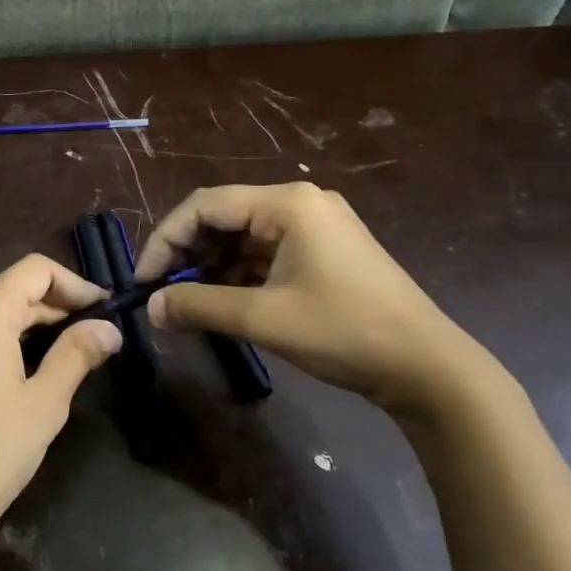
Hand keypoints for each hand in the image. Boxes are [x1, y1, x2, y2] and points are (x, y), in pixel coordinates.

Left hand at [0, 255, 121, 570]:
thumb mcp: (44, 404)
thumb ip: (77, 354)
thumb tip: (108, 328)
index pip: (34, 270)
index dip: (74, 282)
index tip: (102, 308)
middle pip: (8, 292)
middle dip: (52, 308)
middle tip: (90, 335)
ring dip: (24, 328)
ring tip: (58, 357)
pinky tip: (12, 381)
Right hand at [136, 183, 486, 412]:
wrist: (427, 367)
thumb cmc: (343, 331)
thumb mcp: (262, 318)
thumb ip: (199, 306)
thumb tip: (150, 309)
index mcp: (287, 203)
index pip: (205, 205)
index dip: (166, 239)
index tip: (143, 279)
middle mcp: (299, 204)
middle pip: (223, 218)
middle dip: (187, 254)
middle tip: (161, 292)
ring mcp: (315, 228)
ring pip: (242, 238)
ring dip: (211, 268)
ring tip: (188, 304)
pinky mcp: (323, 253)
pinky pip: (265, 254)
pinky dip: (238, 276)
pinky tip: (222, 303)